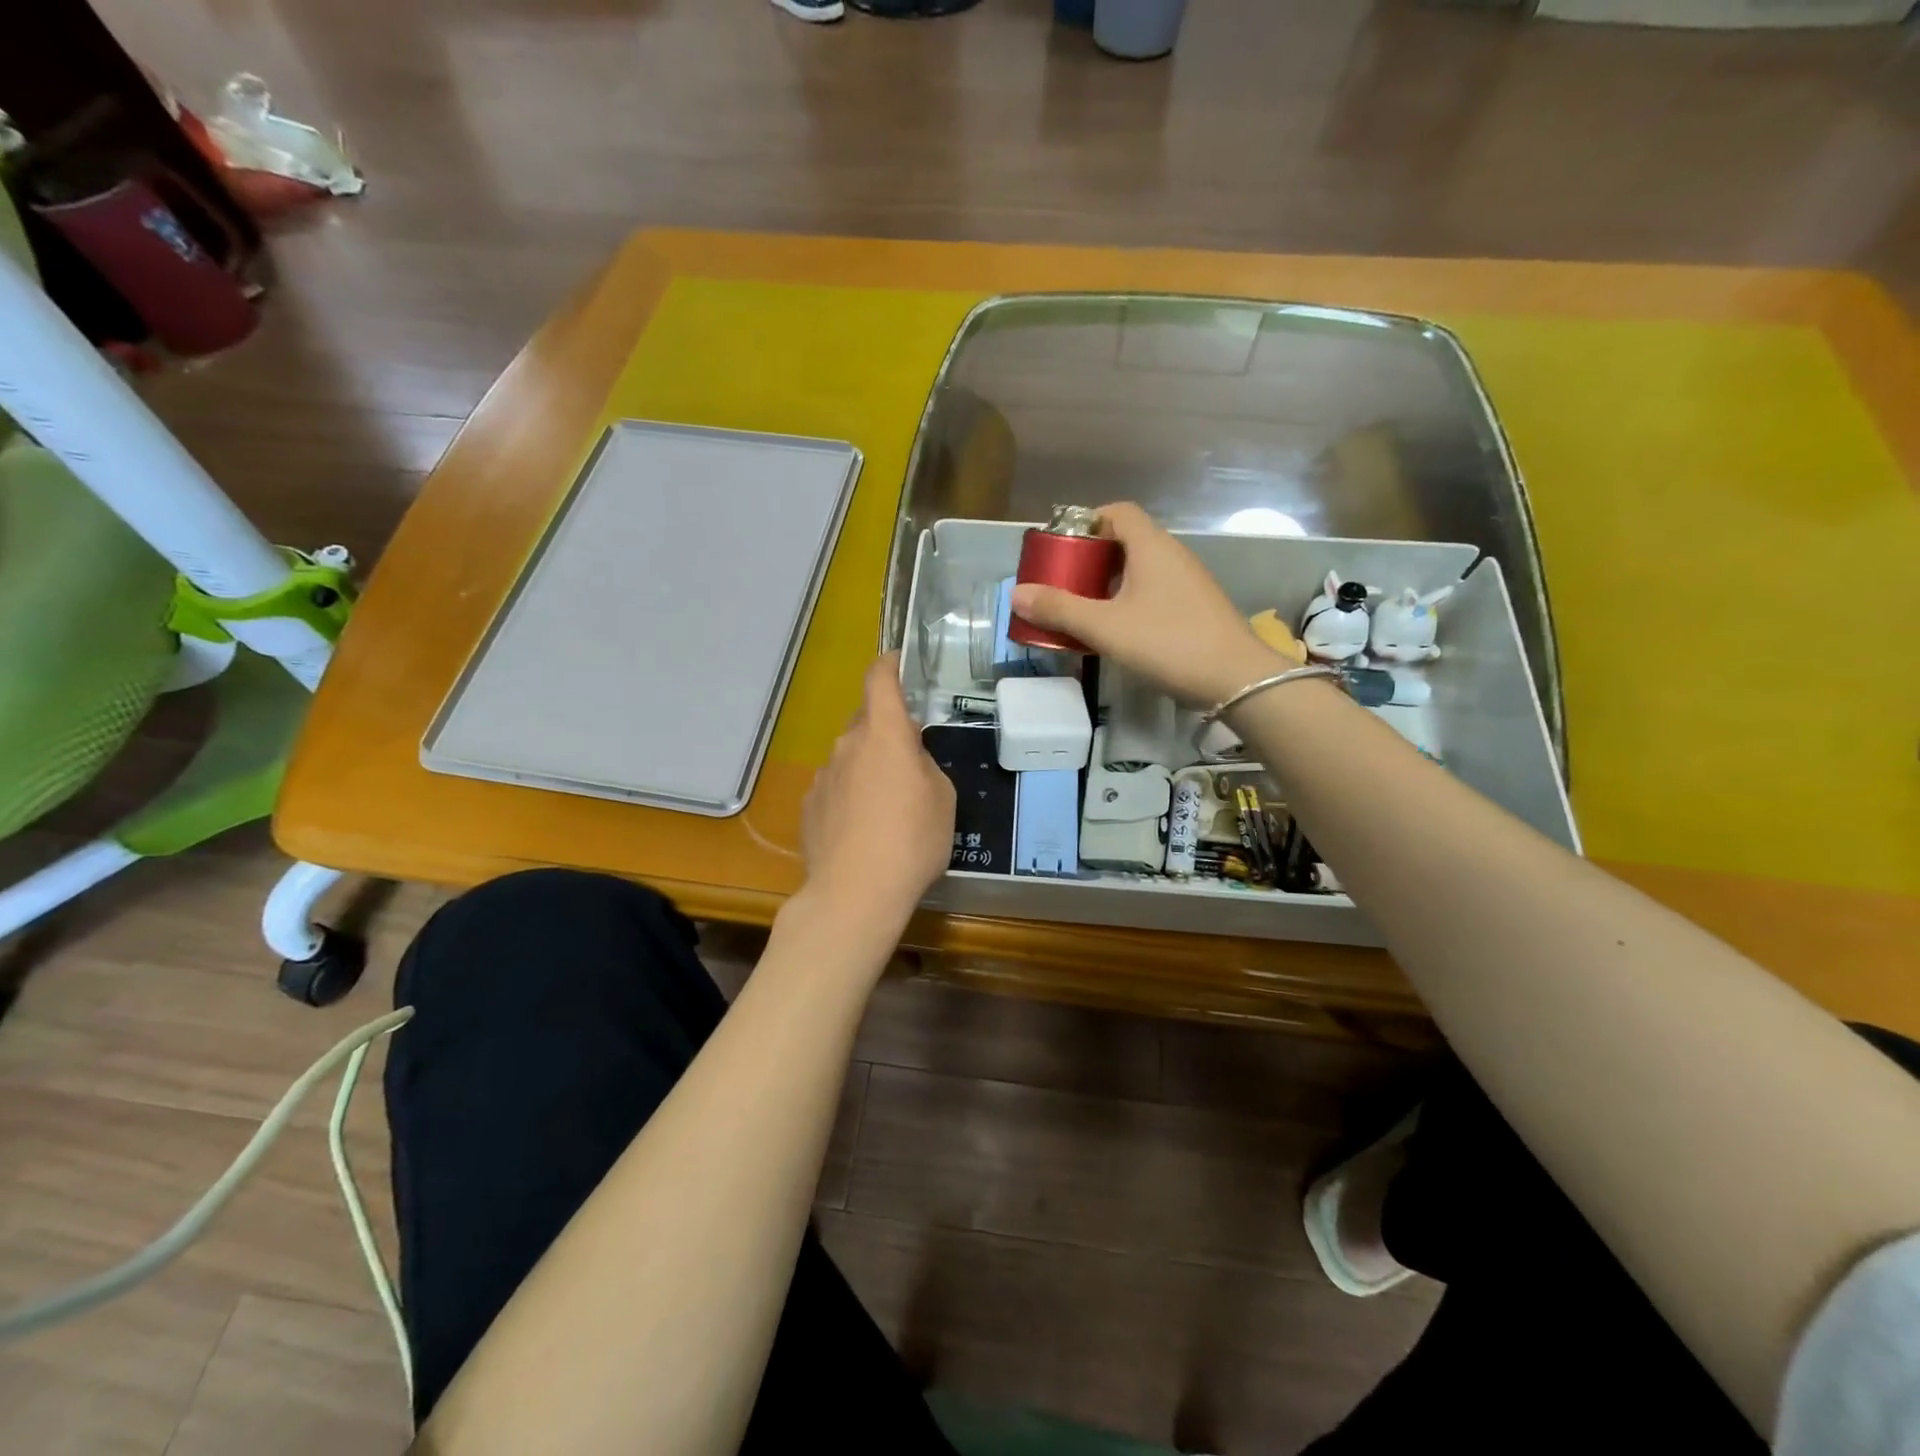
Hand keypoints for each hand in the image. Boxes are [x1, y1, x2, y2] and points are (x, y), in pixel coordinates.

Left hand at [800, 653, 955, 923]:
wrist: (854, 893)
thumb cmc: (912, 840)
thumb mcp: (942, 798)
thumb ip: (924, 765)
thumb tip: (907, 758)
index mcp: (884, 734)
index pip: (879, 679)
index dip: (888, 664)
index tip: (897, 662)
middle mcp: (847, 745)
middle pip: (866, 722)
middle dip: (886, 731)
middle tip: (909, 760)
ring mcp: (823, 775)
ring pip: (849, 756)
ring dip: (867, 767)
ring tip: (886, 808)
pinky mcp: (808, 806)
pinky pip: (834, 786)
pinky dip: (849, 795)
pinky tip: (862, 830)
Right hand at [1009, 502, 1293, 705]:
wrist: (1236, 679)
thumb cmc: (1167, 642)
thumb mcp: (1105, 627)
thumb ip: (1060, 609)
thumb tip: (1016, 594)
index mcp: (1151, 547)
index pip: (1117, 512)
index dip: (1086, 522)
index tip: (1061, 547)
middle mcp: (1172, 555)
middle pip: (1126, 541)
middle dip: (1091, 558)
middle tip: (1063, 583)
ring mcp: (1188, 582)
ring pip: (1140, 570)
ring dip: (1108, 583)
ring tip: (1082, 610)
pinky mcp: (1195, 608)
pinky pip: (1154, 592)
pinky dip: (1129, 601)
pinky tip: (1116, 631)